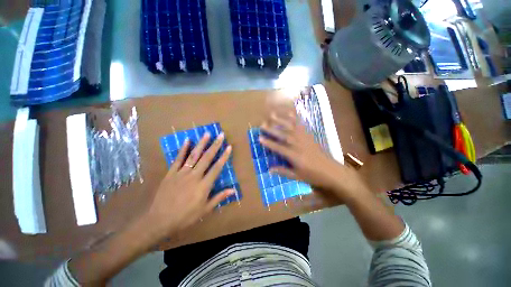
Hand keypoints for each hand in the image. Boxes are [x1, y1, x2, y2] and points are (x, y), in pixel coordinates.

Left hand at [143, 133, 234, 242]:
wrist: (159, 220)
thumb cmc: (185, 216)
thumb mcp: (205, 210)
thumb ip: (219, 197)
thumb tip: (233, 190)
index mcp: (204, 185)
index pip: (217, 168)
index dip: (224, 156)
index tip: (229, 147)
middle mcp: (194, 176)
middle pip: (207, 158)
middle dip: (215, 145)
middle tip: (221, 135)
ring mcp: (182, 173)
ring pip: (194, 155)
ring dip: (201, 144)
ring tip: (207, 134)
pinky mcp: (171, 173)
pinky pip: (178, 159)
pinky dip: (183, 149)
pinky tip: (187, 140)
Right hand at [259, 112, 369, 202]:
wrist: (332, 171)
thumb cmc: (313, 175)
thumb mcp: (297, 177)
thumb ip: (283, 171)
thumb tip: (269, 170)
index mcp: (294, 156)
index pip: (278, 148)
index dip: (269, 143)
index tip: (260, 138)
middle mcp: (298, 145)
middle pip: (283, 135)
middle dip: (272, 129)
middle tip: (262, 124)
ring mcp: (305, 139)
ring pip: (291, 127)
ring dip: (281, 120)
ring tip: (273, 114)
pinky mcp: (310, 136)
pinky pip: (302, 125)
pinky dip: (295, 118)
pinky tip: (290, 113)